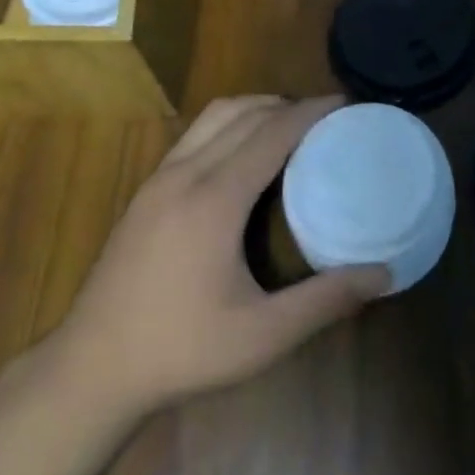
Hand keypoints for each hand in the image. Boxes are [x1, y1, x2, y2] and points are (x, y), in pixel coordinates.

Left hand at [55, 96, 389, 414]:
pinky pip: (195, 135)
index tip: (345, 104)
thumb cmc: (181, 351)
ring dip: (255, 109)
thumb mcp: (262, 336)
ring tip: (289, 128)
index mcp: (214, 198)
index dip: (311, 112)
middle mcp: (185, 174)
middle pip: (243, 113)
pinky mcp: (145, 192)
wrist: (89, 370)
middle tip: (327, 120)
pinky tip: (243, 157)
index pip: (271, 132)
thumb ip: (326, 301)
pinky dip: (229, 125)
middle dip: (288, 105)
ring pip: (213, 117)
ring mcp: (158, 179)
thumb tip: (385, 275)